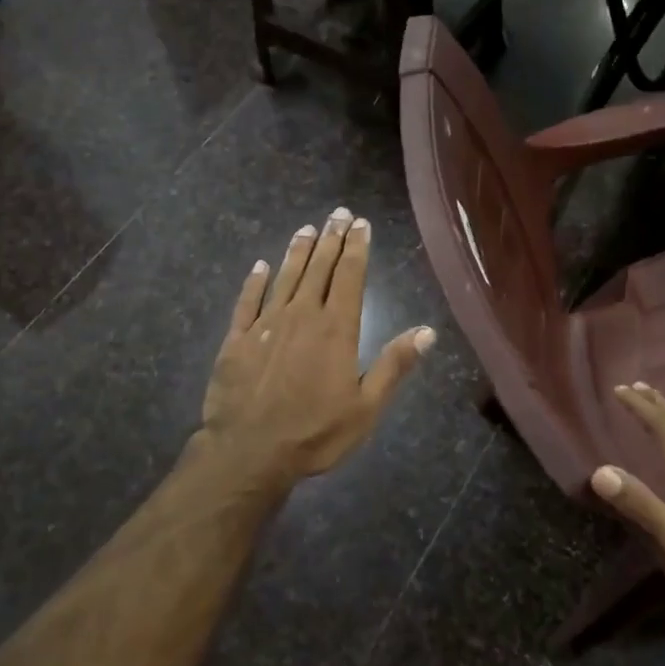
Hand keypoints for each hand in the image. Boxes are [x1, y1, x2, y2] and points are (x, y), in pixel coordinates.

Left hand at [199, 207, 434, 487]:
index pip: (349, 277)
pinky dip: (255, 281)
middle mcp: (301, 316)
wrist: (249, 451)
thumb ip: (394, 365)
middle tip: (337, 214)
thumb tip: (428, 331)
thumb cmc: (315, 433)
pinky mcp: (236, 339)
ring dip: (297, 252)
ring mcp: (265, 325)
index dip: (356, 248)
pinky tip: (260, 266)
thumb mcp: (367, 407)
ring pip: (285, 277)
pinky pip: (247, 301)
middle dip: (330, 239)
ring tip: (307, 228)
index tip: (360, 224)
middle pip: (318, 269)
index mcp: (336, 329)